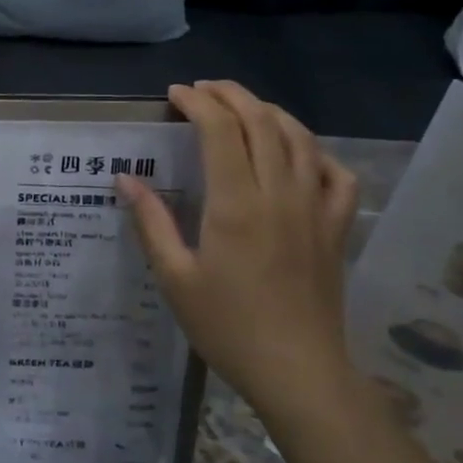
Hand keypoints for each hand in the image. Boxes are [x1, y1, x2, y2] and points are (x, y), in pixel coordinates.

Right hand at [119, 82, 360, 427]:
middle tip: (203, 90)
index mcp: (236, 203)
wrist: (298, 372)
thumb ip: (151, 222)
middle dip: (231, 95)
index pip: (220, 129)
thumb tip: (126, 179)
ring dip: (269, 112)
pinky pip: (336, 175)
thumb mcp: (174, 277)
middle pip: (262, 121)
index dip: (197, 103)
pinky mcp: (336, 228)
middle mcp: (279, 193)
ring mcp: (315, 208)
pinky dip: (316, 153)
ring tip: (243, 109)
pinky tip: (299, 156)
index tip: (175, 95)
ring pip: (300, 138)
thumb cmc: (227, 327)